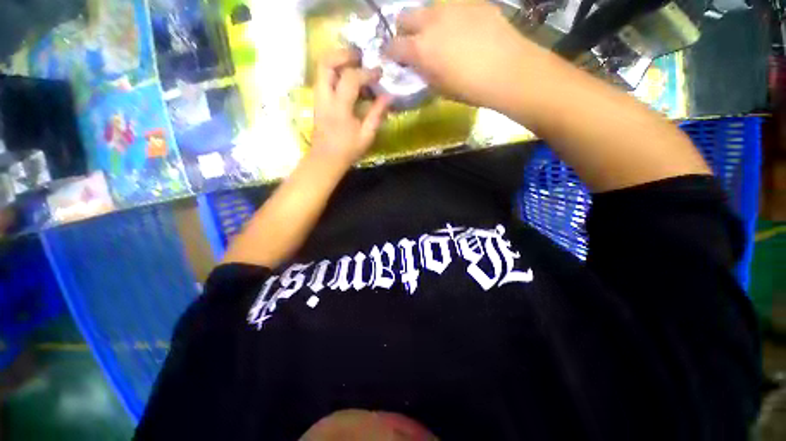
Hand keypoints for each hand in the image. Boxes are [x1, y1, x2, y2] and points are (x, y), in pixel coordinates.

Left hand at [310, 49, 391, 166]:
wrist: (326, 160)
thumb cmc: (347, 151)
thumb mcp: (366, 135)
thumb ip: (377, 114)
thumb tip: (389, 97)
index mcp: (339, 108)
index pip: (351, 79)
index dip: (367, 73)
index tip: (379, 73)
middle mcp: (325, 98)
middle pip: (326, 63)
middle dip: (344, 54)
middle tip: (361, 56)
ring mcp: (318, 98)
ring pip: (322, 68)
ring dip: (338, 61)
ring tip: (355, 63)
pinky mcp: (317, 101)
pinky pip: (323, 77)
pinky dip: (335, 72)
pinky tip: (348, 79)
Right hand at [385, 3, 546, 109]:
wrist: (507, 70)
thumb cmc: (469, 88)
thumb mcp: (439, 88)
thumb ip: (422, 72)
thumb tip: (416, 64)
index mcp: (420, 48)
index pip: (393, 46)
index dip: (390, 52)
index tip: (393, 57)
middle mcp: (430, 21)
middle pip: (404, 16)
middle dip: (404, 30)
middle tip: (413, 42)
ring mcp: (451, 6)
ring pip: (428, 7)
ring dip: (426, 20)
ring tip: (439, 33)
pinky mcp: (471, 0)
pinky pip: (452, 5)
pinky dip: (449, 16)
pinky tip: (461, 27)